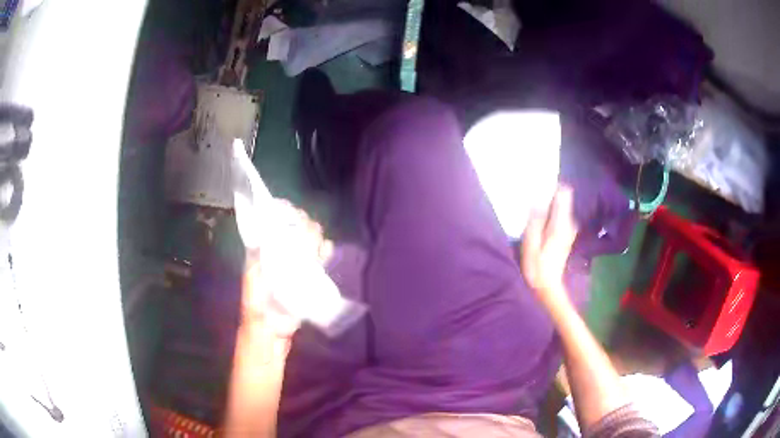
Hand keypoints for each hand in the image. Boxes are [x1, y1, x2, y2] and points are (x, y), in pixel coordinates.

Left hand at [241, 200, 332, 339]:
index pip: (275, 228)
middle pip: (293, 234)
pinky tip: (327, 248)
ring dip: (313, 238)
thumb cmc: (257, 306)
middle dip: (301, 226)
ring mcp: (294, 268)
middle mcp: (280, 258)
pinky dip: (324, 253)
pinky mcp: (307, 280)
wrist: (271, 330)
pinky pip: (318, 262)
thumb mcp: (252, 280)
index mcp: (264, 255)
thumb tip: (264, 236)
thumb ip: (257, 262)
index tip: (291, 211)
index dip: (283, 217)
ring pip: (307, 246)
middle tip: (307, 224)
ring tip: (317, 235)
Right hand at [521, 185, 577, 303]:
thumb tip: (538, 200)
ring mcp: (569, 229)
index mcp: (560, 224)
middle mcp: (569, 223)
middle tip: (533, 204)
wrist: (547, 288)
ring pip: (561, 208)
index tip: (540, 189)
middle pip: (563, 199)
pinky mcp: (566, 234)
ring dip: (549, 207)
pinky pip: (560, 216)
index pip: (564, 193)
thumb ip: (535, 220)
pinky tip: (540, 224)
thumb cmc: (537, 267)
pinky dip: (551, 215)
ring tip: (534, 214)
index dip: (553, 188)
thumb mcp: (531, 244)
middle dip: (549, 197)